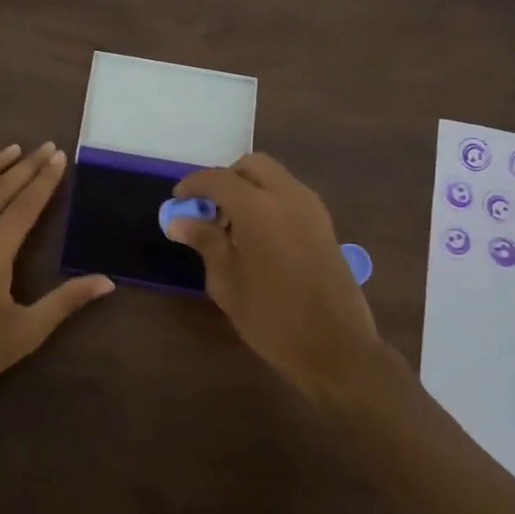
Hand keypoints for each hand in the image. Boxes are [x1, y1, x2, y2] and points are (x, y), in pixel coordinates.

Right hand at [169, 154, 398, 411]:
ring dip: (249, 189)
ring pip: (274, 178)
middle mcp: (289, 197)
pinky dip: (269, 200)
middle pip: (252, 166)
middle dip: (226, 180)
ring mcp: (312, 209)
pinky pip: (290, 195)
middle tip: (208, 210)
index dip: (194, 185)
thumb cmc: (273, 319)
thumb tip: (179, 221)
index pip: (219, 179)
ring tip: (231, 227)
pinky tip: (257, 237)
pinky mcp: (325, 224)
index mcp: (260, 209)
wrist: (337, 347)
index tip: (177, 200)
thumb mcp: (227, 283)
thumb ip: (205, 242)